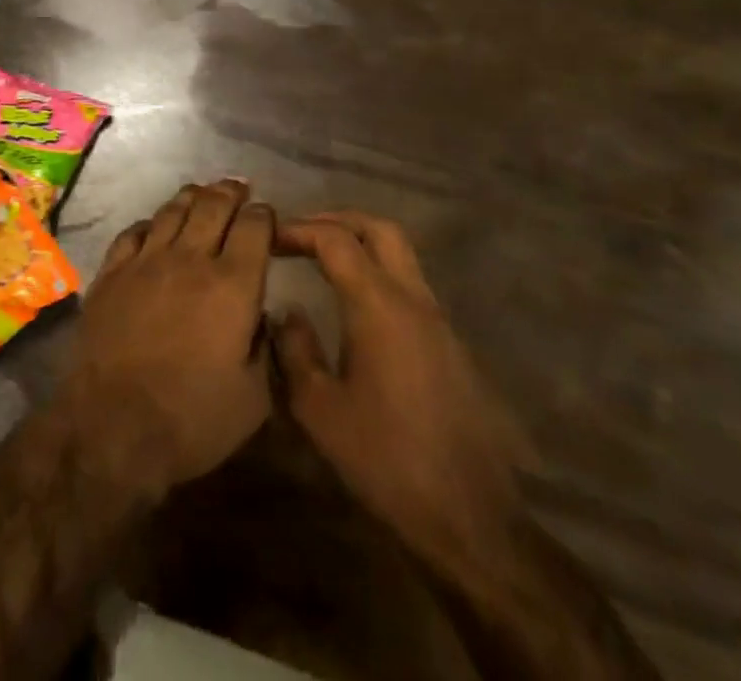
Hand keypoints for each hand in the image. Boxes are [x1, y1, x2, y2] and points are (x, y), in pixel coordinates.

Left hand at [58, 179, 274, 500]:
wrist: (113, 425)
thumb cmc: (193, 418)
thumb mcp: (255, 398)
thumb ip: (267, 347)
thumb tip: (265, 315)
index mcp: (233, 285)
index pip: (255, 227)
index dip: (264, 215)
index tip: (267, 216)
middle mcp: (191, 259)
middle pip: (213, 204)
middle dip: (230, 192)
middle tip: (238, 189)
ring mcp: (146, 260)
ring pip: (172, 210)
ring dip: (193, 197)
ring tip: (202, 193)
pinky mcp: (112, 271)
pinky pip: (134, 231)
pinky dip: (150, 222)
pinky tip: (154, 225)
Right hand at [274, 213, 530, 585]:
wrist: (471, 519)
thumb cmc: (386, 460)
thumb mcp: (319, 410)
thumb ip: (294, 350)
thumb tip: (287, 311)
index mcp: (379, 305)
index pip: (336, 240)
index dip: (299, 229)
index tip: (269, 238)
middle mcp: (413, 300)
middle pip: (380, 229)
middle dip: (337, 220)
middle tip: (301, 233)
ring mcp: (439, 321)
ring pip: (402, 255)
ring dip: (361, 245)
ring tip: (322, 261)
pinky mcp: (452, 346)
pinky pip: (411, 286)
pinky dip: (379, 274)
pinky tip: (356, 306)